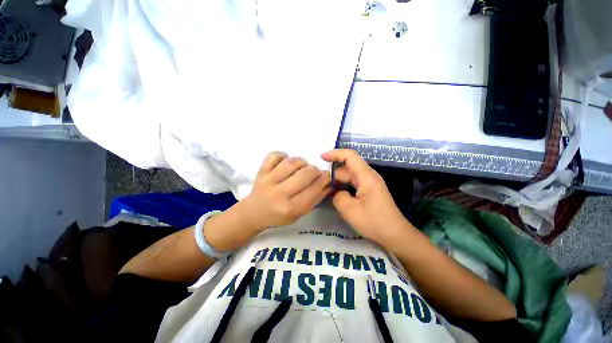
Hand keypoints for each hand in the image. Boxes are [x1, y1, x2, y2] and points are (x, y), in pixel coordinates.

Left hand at [240, 152, 331, 230]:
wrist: (254, 212)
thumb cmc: (279, 215)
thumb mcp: (299, 214)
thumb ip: (315, 199)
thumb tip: (328, 183)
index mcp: (290, 208)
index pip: (313, 190)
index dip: (324, 179)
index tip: (327, 175)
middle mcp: (279, 194)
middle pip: (305, 174)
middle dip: (314, 170)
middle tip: (313, 172)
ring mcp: (268, 180)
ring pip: (291, 162)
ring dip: (301, 162)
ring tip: (300, 167)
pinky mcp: (260, 171)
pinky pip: (274, 155)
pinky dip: (283, 155)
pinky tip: (285, 162)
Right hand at [321, 149, 412, 244]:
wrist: (395, 235)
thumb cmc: (375, 222)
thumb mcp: (351, 211)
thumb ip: (338, 197)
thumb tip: (336, 192)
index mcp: (366, 177)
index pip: (350, 156)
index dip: (335, 153)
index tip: (321, 157)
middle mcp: (368, 176)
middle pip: (347, 167)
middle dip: (333, 172)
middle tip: (319, 183)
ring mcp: (369, 183)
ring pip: (349, 176)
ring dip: (337, 181)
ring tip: (324, 189)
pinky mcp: (369, 190)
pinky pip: (353, 183)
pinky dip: (343, 186)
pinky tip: (335, 194)